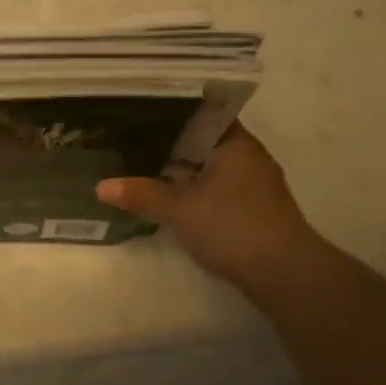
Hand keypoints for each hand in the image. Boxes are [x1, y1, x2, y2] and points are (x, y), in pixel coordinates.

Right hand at [96, 125, 326, 296]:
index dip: (171, 111)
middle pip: (204, 140)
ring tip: (146, 167)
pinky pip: (220, 187)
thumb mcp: (179, 209)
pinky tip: (174, 198)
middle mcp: (249, 156)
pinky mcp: (256, 209)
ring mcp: (256, 183)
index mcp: (235, 142)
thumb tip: (100, 187)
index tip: (141, 113)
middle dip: (172, 143)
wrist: (284, 273)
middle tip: (133, 140)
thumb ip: (141, 194)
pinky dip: (198, 189)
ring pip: (212, 166)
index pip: (202, 112)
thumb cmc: (232, 226)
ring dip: (185, 170)